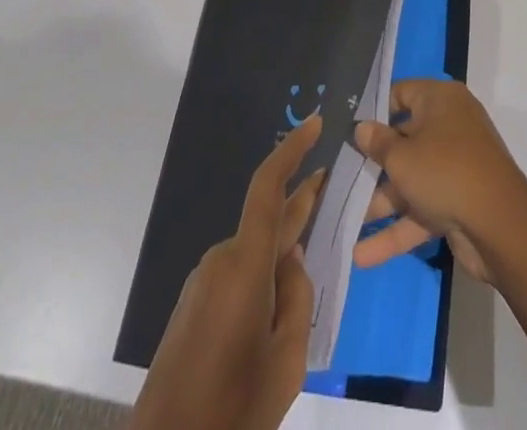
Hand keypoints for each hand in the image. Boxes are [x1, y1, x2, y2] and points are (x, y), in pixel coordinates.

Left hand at [129, 115, 326, 429]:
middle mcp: (221, 260)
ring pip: (255, 255)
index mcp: (245, 264)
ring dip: (281, 258)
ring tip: (306, 296)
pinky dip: (262, 281)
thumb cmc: (233, 410)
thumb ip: (298, 298)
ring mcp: (203, 282)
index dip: (292, 150)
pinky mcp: (193, 306)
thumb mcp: (287, 360)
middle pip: (268, 221)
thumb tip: (293, 261)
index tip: (316, 124)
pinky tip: (275, 318)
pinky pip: (237, 276)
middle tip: (333, 193)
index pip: (269, 187)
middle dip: (300, 206)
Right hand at [351, 79, 526, 285]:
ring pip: (411, 179)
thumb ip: (378, 143)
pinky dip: (397, 229)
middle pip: (404, 140)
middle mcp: (449, 127)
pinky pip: (422, 210)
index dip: (376, 109)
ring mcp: (455, 167)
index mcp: (440, 101)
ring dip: (380, 202)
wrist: (500, 227)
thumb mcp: (402, 156)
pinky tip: (363, 255)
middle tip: (339, 176)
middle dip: (373, 163)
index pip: (402, 93)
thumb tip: (362, 128)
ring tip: (343, 219)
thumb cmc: (445, 171)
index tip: (349, 127)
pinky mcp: (458, 203)